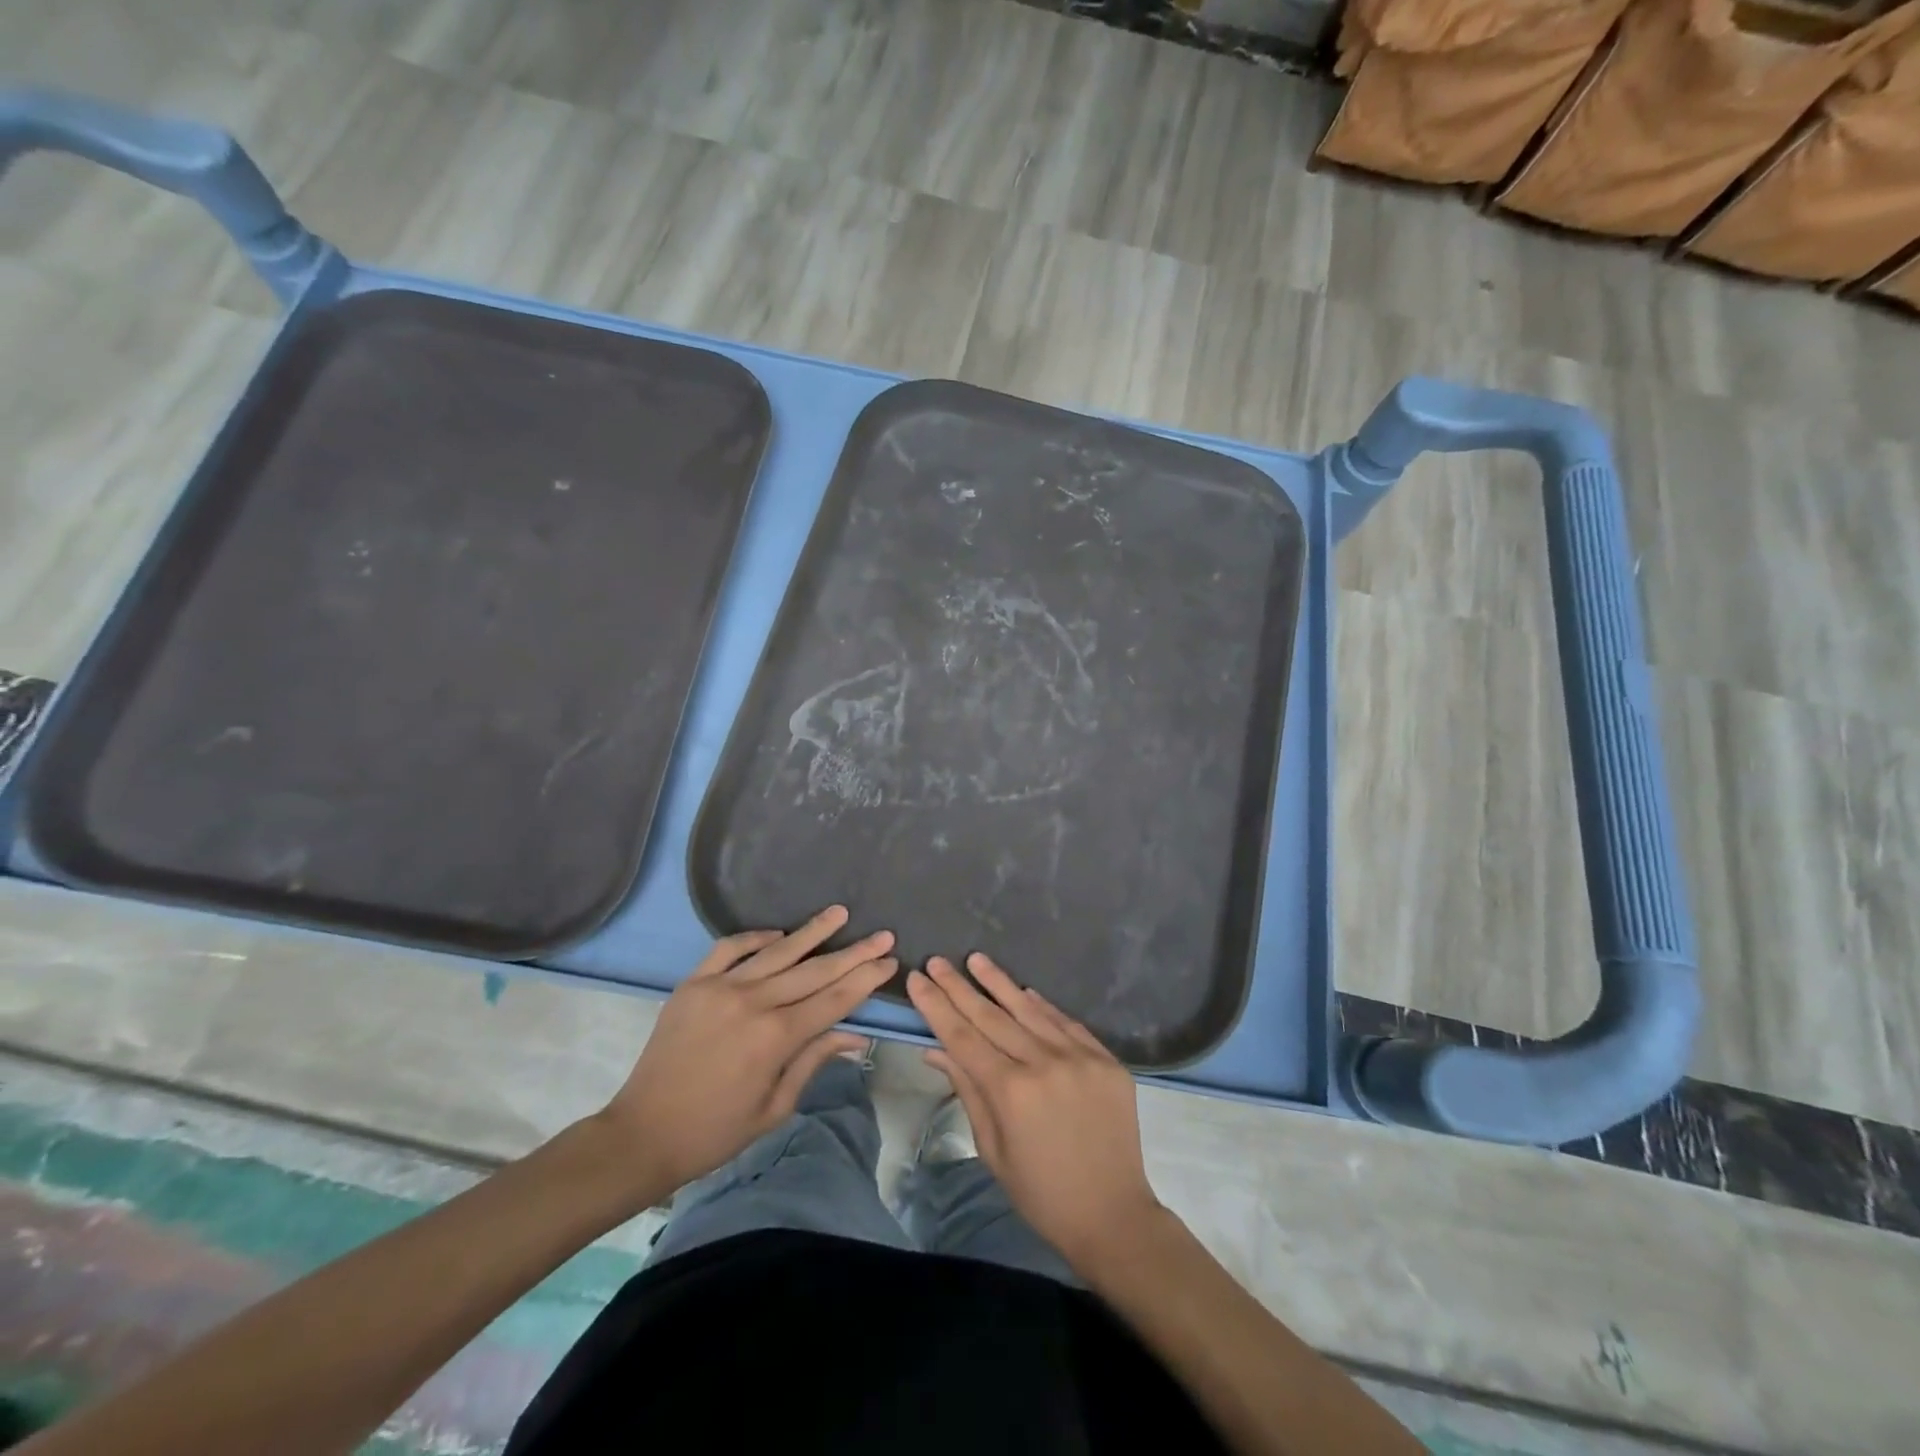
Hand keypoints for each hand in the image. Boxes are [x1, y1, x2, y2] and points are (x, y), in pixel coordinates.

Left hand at [599, 907, 895, 1198]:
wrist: (642, 1133)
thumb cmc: (715, 1132)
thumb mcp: (775, 1108)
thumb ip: (814, 1062)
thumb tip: (856, 1035)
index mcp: (776, 1038)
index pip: (834, 999)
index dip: (865, 979)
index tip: (889, 960)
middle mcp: (753, 1002)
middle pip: (814, 970)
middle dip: (853, 952)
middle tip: (882, 934)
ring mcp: (721, 987)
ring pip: (778, 951)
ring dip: (812, 931)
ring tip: (839, 913)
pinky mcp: (694, 983)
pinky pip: (730, 948)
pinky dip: (756, 937)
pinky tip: (778, 935)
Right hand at [907, 953, 1163, 1270]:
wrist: (1113, 1215)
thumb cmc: (1041, 1192)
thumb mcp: (992, 1148)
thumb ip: (967, 1090)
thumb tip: (935, 1048)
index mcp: (1011, 1092)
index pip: (963, 1037)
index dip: (937, 1006)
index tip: (918, 979)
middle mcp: (1044, 1064)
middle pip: (992, 1017)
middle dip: (960, 987)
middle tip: (937, 961)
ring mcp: (1079, 1057)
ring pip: (1030, 1010)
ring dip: (1000, 983)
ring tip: (976, 959)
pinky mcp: (1105, 1059)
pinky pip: (1067, 1023)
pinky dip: (1043, 1005)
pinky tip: (1024, 989)